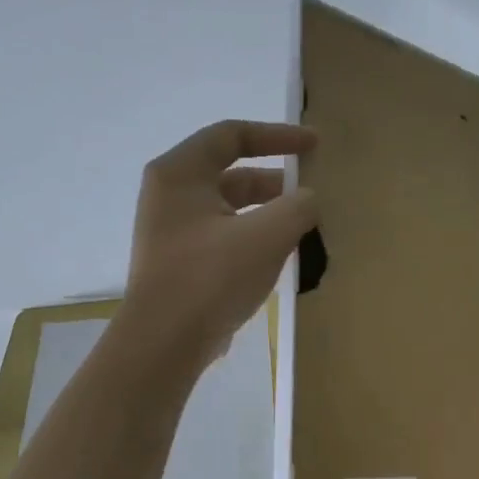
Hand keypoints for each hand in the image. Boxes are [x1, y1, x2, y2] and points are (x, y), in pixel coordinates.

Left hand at [119, 119, 317, 365]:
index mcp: (181, 173)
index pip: (232, 135)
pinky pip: (225, 234)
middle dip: (276, 181)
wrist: (164, 343)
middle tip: (313, 195)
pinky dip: (254, 235)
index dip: (278, 135)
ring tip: (304, 228)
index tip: (314, 146)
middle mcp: (171, 194)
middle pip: (232, 172)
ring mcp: (173, 229)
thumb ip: (298, 207)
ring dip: (268, 212)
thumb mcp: (265, 236)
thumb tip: (309, 200)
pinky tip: (280, 255)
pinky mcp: (181, 260)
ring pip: (231, 207)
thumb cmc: (210, 278)